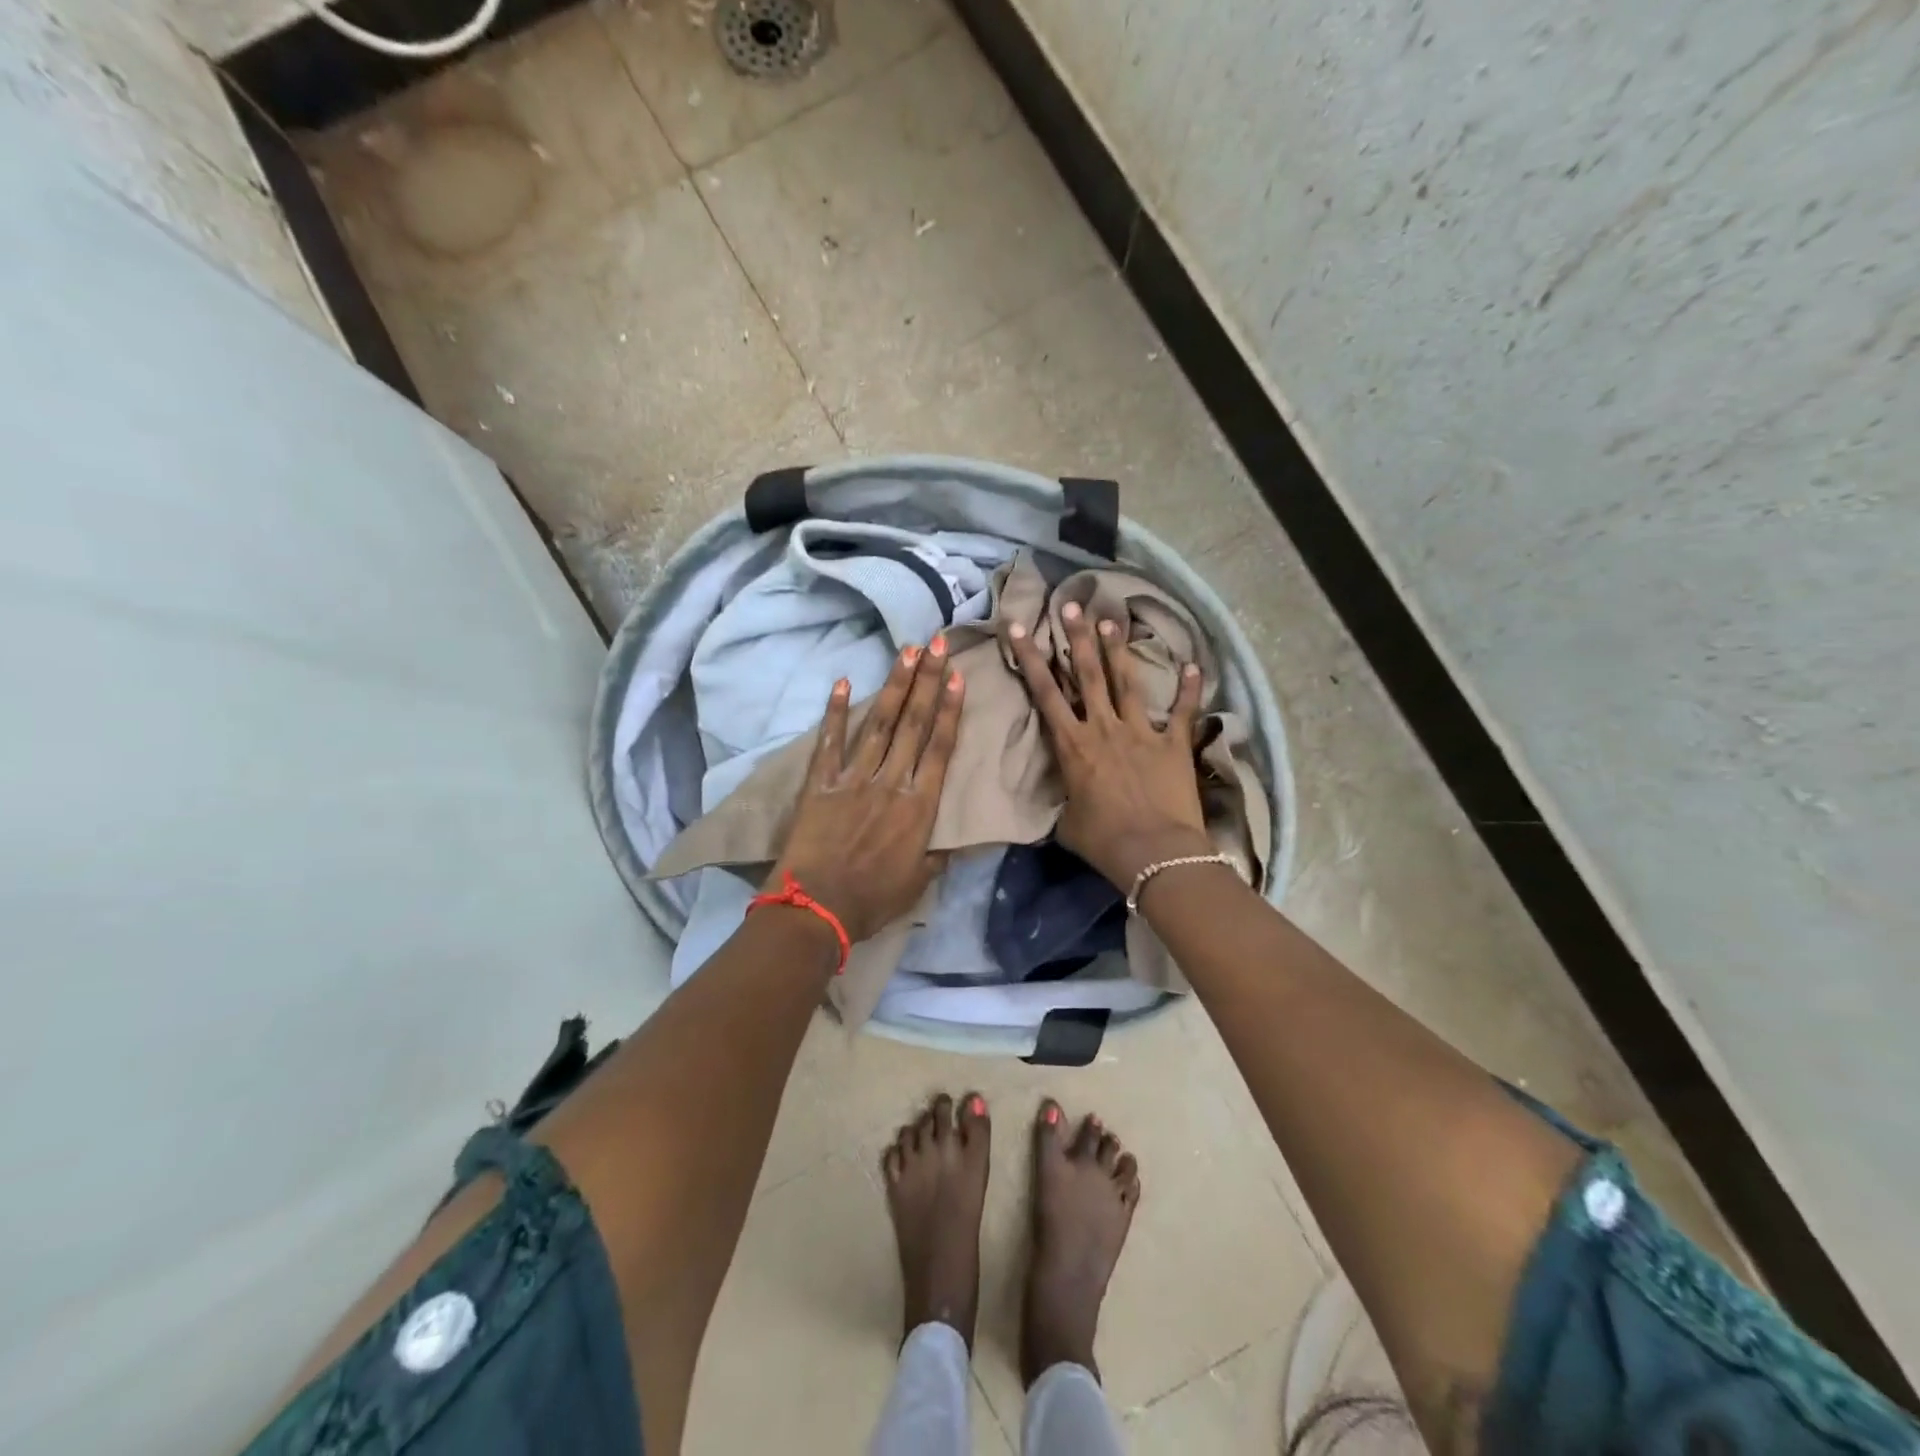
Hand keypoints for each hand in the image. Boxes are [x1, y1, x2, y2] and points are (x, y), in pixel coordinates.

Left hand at [770, 638, 964, 943]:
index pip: (940, 747)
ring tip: (907, 652)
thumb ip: (939, 854)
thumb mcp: (920, 882)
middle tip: (938, 644)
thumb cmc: (873, 901)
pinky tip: (845, 682)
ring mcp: (853, 779)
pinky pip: (829, 742)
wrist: (816, 910)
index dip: (950, 710)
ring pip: (879, 724)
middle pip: (913, 724)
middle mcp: (890, 783)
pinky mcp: (819, 784)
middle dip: (928, 681)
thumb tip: (958, 838)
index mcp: (920, 807)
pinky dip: (836, 712)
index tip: (958, 677)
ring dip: (895, 686)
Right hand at [1011, 601, 1212, 889]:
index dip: (1031, 657)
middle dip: (1078, 636)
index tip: (1020, 626)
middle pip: (1088, 673)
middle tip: (1071, 604)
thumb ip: (1063, 802)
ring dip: (1119, 648)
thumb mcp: (1067, 824)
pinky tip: (1194, 664)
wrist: (1155, 854)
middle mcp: (1104, 727)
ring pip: (1127, 680)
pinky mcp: (1174, 744)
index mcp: (1073, 744)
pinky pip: (1183, 711)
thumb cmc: (1103, 841)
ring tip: (1112, 618)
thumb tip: (1063, 801)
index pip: (1045, 692)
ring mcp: (1141, 731)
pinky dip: (1190, 688)